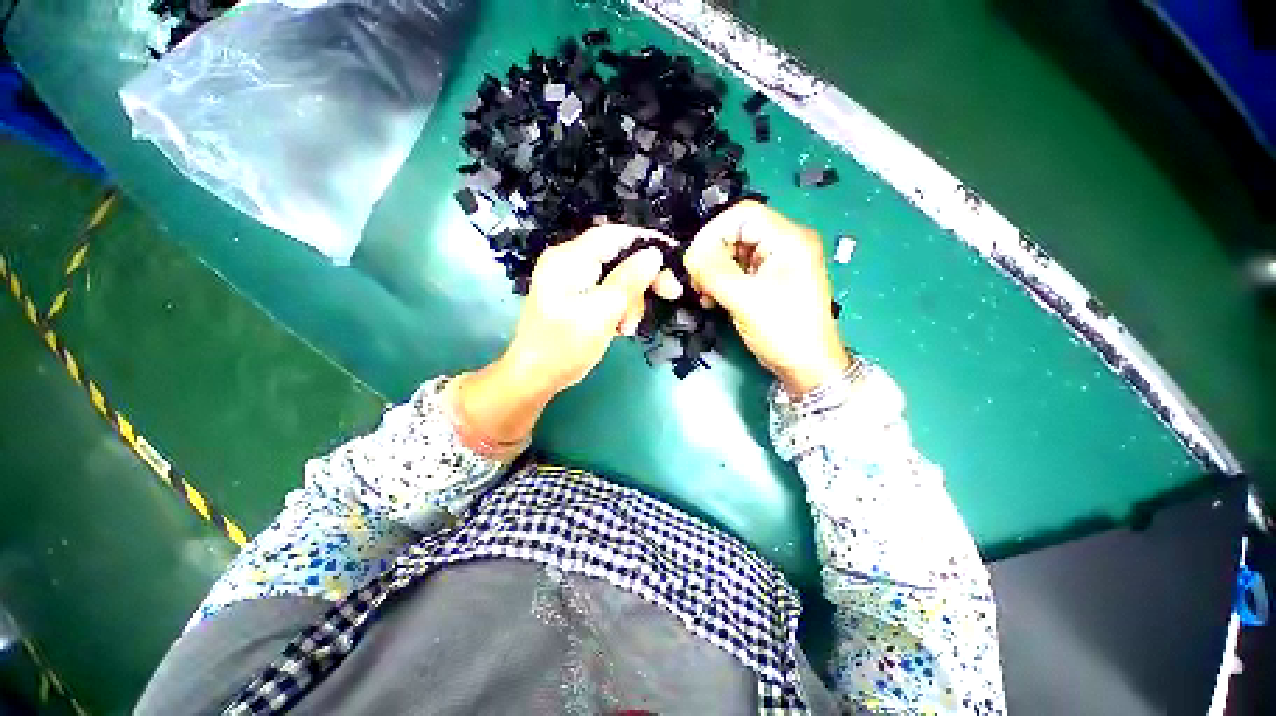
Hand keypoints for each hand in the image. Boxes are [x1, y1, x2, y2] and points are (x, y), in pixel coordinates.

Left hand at [455, 224, 681, 451]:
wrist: (535, 377)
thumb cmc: (566, 346)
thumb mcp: (603, 311)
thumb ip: (629, 280)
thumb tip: (653, 254)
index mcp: (570, 259)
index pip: (615, 234)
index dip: (647, 241)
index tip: (674, 256)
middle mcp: (569, 262)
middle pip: (618, 257)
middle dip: (642, 279)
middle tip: (669, 294)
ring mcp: (571, 281)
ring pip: (616, 278)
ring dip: (630, 300)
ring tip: (627, 327)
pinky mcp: (575, 297)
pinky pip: (607, 292)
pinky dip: (619, 308)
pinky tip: (620, 327)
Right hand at [684, 201, 849, 396]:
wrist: (807, 367)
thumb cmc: (784, 332)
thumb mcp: (745, 299)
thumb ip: (714, 272)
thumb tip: (688, 254)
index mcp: (788, 239)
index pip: (742, 214)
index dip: (713, 232)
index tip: (694, 260)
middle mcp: (785, 244)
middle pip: (736, 232)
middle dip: (711, 255)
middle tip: (697, 282)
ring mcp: (777, 263)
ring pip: (733, 252)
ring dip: (713, 271)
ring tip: (704, 294)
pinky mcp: (769, 280)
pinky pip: (738, 270)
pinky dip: (721, 281)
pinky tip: (712, 299)